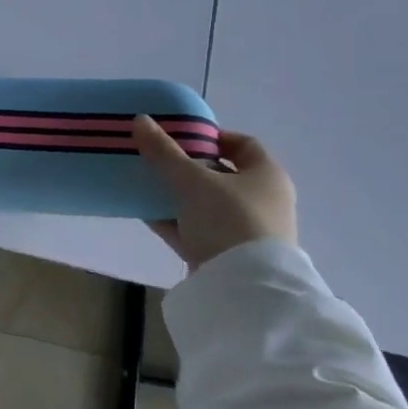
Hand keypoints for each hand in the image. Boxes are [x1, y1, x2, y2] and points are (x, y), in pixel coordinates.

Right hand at [132, 117, 297, 270]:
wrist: (245, 289)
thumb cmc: (229, 220)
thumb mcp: (192, 180)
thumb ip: (164, 151)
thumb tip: (140, 119)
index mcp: (267, 176)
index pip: (242, 144)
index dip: (211, 136)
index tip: (178, 135)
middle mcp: (263, 201)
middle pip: (221, 174)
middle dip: (186, 166)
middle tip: (156, 159)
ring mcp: (246, 231)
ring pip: (206, 204)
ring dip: (177, 195)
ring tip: (145, 184)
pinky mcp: (227, 256)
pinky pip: (196, 230)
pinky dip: (174, 221)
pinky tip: (145, 213)